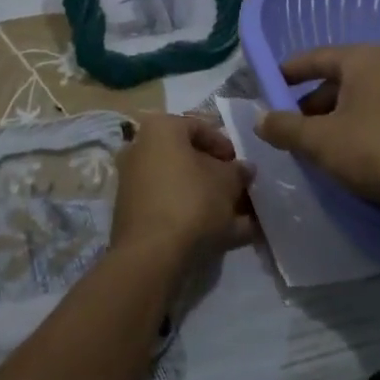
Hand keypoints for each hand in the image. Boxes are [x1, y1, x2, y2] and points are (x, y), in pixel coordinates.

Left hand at [111, 113, 256, 266]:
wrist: (152, 254)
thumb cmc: (192, 201)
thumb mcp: (227, 182)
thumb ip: (238, 171)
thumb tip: (244, 169)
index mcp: (160, 129)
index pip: (199, 126)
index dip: (225, 145)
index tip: (241, 165)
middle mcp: (140, 149)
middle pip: (188, 158)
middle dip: (218, 175)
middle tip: (240, 191)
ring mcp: (134, 183)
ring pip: (181, 186)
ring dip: (210, 199)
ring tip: (240, 218)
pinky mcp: (134, 213)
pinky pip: (171, 207)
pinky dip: (194, 216)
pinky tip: (224, 235)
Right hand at [256, 44, 379, 220]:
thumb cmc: (376, 152)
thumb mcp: (320, 141)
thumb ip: (285, 127)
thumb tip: (260, 119)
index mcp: (364, 59)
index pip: (316, 57)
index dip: (287, 72)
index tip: (268, 86)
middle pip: (339, 79)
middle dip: (311, 103)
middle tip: (291, 128)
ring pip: (362, 99)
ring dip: (336, 119)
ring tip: (318, 147)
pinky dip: (361, 128)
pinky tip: (352, 156)